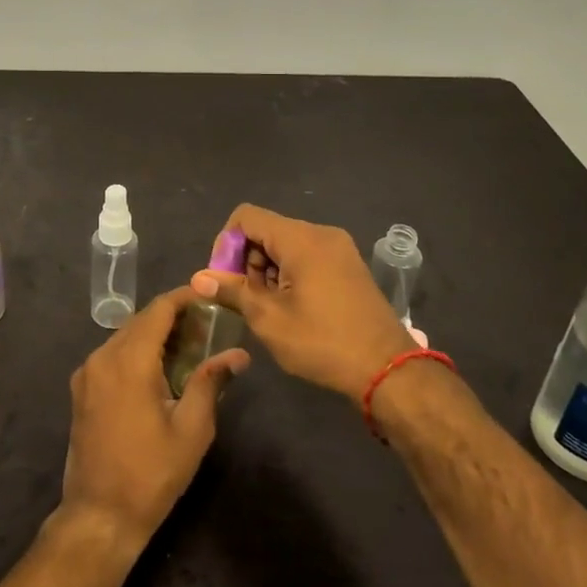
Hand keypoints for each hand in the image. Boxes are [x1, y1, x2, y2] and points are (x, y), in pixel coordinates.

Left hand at [59, 286, 250, 550]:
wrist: (99, 515)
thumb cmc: (151, 473)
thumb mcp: (191, 429)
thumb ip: (211, 382)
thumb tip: (238, 354)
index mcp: (128, 361)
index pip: (158, 310)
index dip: (184, 298)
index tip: (210, 296)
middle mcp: (102, 357)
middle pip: (140, 321)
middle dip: (173, 318)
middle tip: (208, 325)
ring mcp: (87, 374)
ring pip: (124, 337)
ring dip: (154, 335)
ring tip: (189, 346)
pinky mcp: (81, 390)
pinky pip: (112, 356)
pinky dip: (136, 352)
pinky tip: (159, 369)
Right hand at [191, 204, 413, 399]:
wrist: (388, 370)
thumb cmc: (322, 342)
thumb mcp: (269, 319)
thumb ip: (232, 291)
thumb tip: (198, 278)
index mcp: (301, 239)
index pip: (246, 217)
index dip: (225, 243)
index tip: (224, 280)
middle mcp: (321, 233)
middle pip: (266, 230)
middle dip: (247, 260)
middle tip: (246, 300)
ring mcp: (339, 248)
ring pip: (286, 244)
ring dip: (267, 270)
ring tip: (268, 309)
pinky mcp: (348, 266)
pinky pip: (307, 256)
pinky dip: (289, 273)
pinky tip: (291, 307)